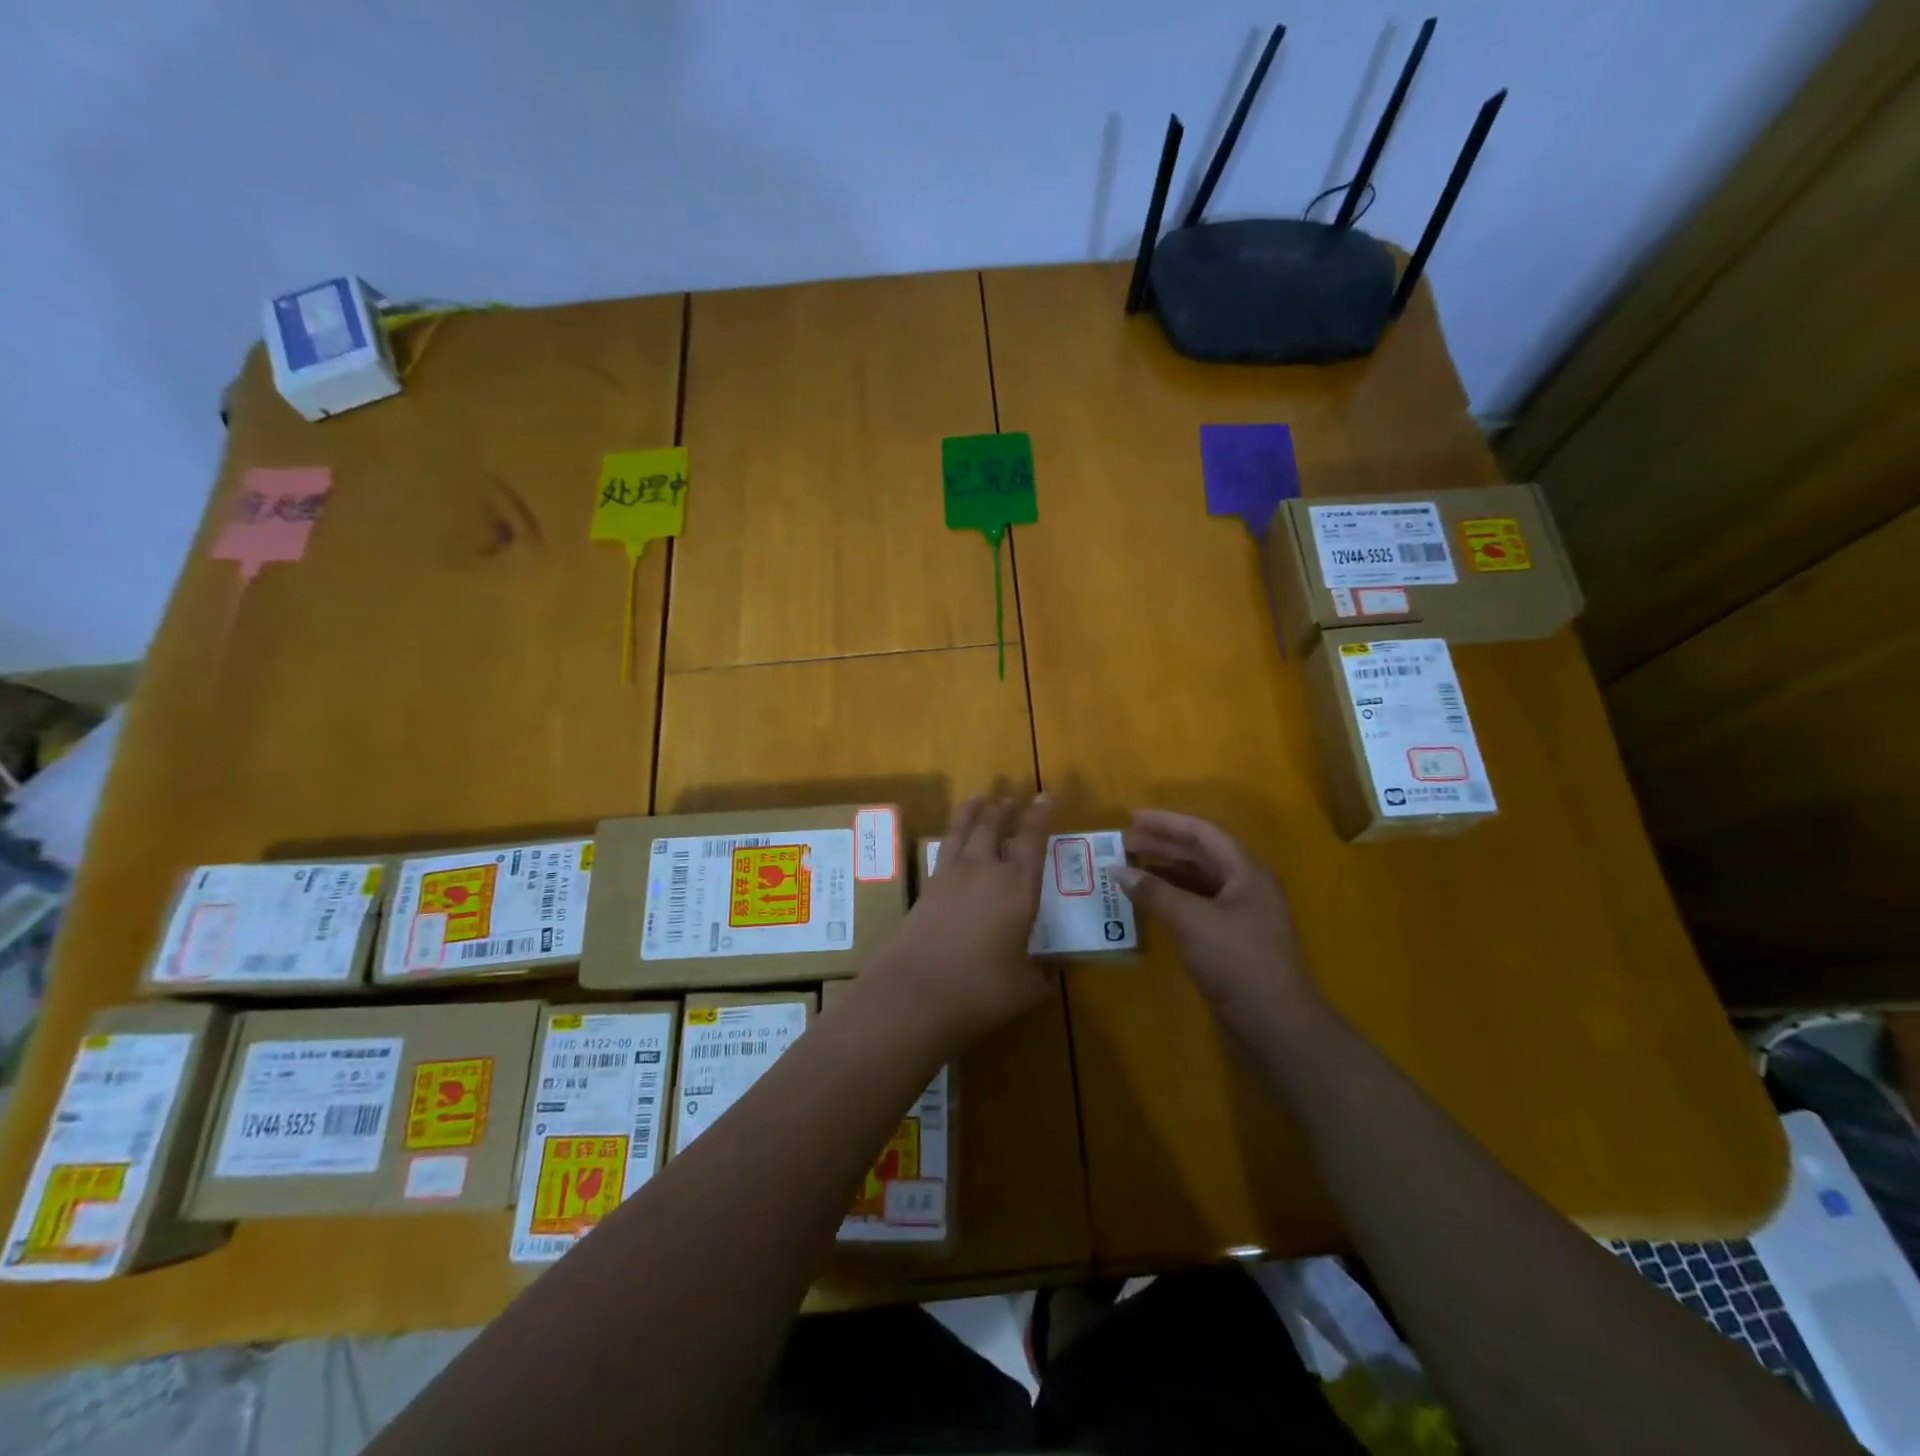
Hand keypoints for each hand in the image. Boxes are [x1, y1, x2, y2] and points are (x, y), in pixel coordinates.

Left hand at [863, 794, 1052, 1051]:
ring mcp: (950, 877)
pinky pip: (943, 849)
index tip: (1047, 794)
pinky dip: (952, 835)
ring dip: (974, 811)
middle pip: (994, 826)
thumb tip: (1052, 971)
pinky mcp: (925, 888)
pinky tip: (953, 841)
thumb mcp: (1025, 990)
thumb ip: (1042, 976)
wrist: (914, 994)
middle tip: (1011, 797)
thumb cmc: (980, 990)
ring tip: (980, 797)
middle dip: (1005, 808)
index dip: (1041, 815)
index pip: (1033, 840)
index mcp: (1018, 888)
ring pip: (964, 830)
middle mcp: (985, 872)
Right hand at [1112, 810, 1327, 1039]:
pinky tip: (1147, 904)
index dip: (1166, 823)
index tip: (1131, 818)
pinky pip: (1196, 907)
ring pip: (1197, 882)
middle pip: (1200, 855)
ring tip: (1128, 870)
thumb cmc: (1239, 963)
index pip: (1203, 833)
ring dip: (1164, 873)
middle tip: (1123, 844)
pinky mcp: (1231, 941)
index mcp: (1246, 872)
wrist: (1277, 1026)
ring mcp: (1240, 916)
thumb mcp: (1192, 922)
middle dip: (1161, 847)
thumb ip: (1155, 892)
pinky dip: (1171, 900)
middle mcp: (1245, 887)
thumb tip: (1118, 870)